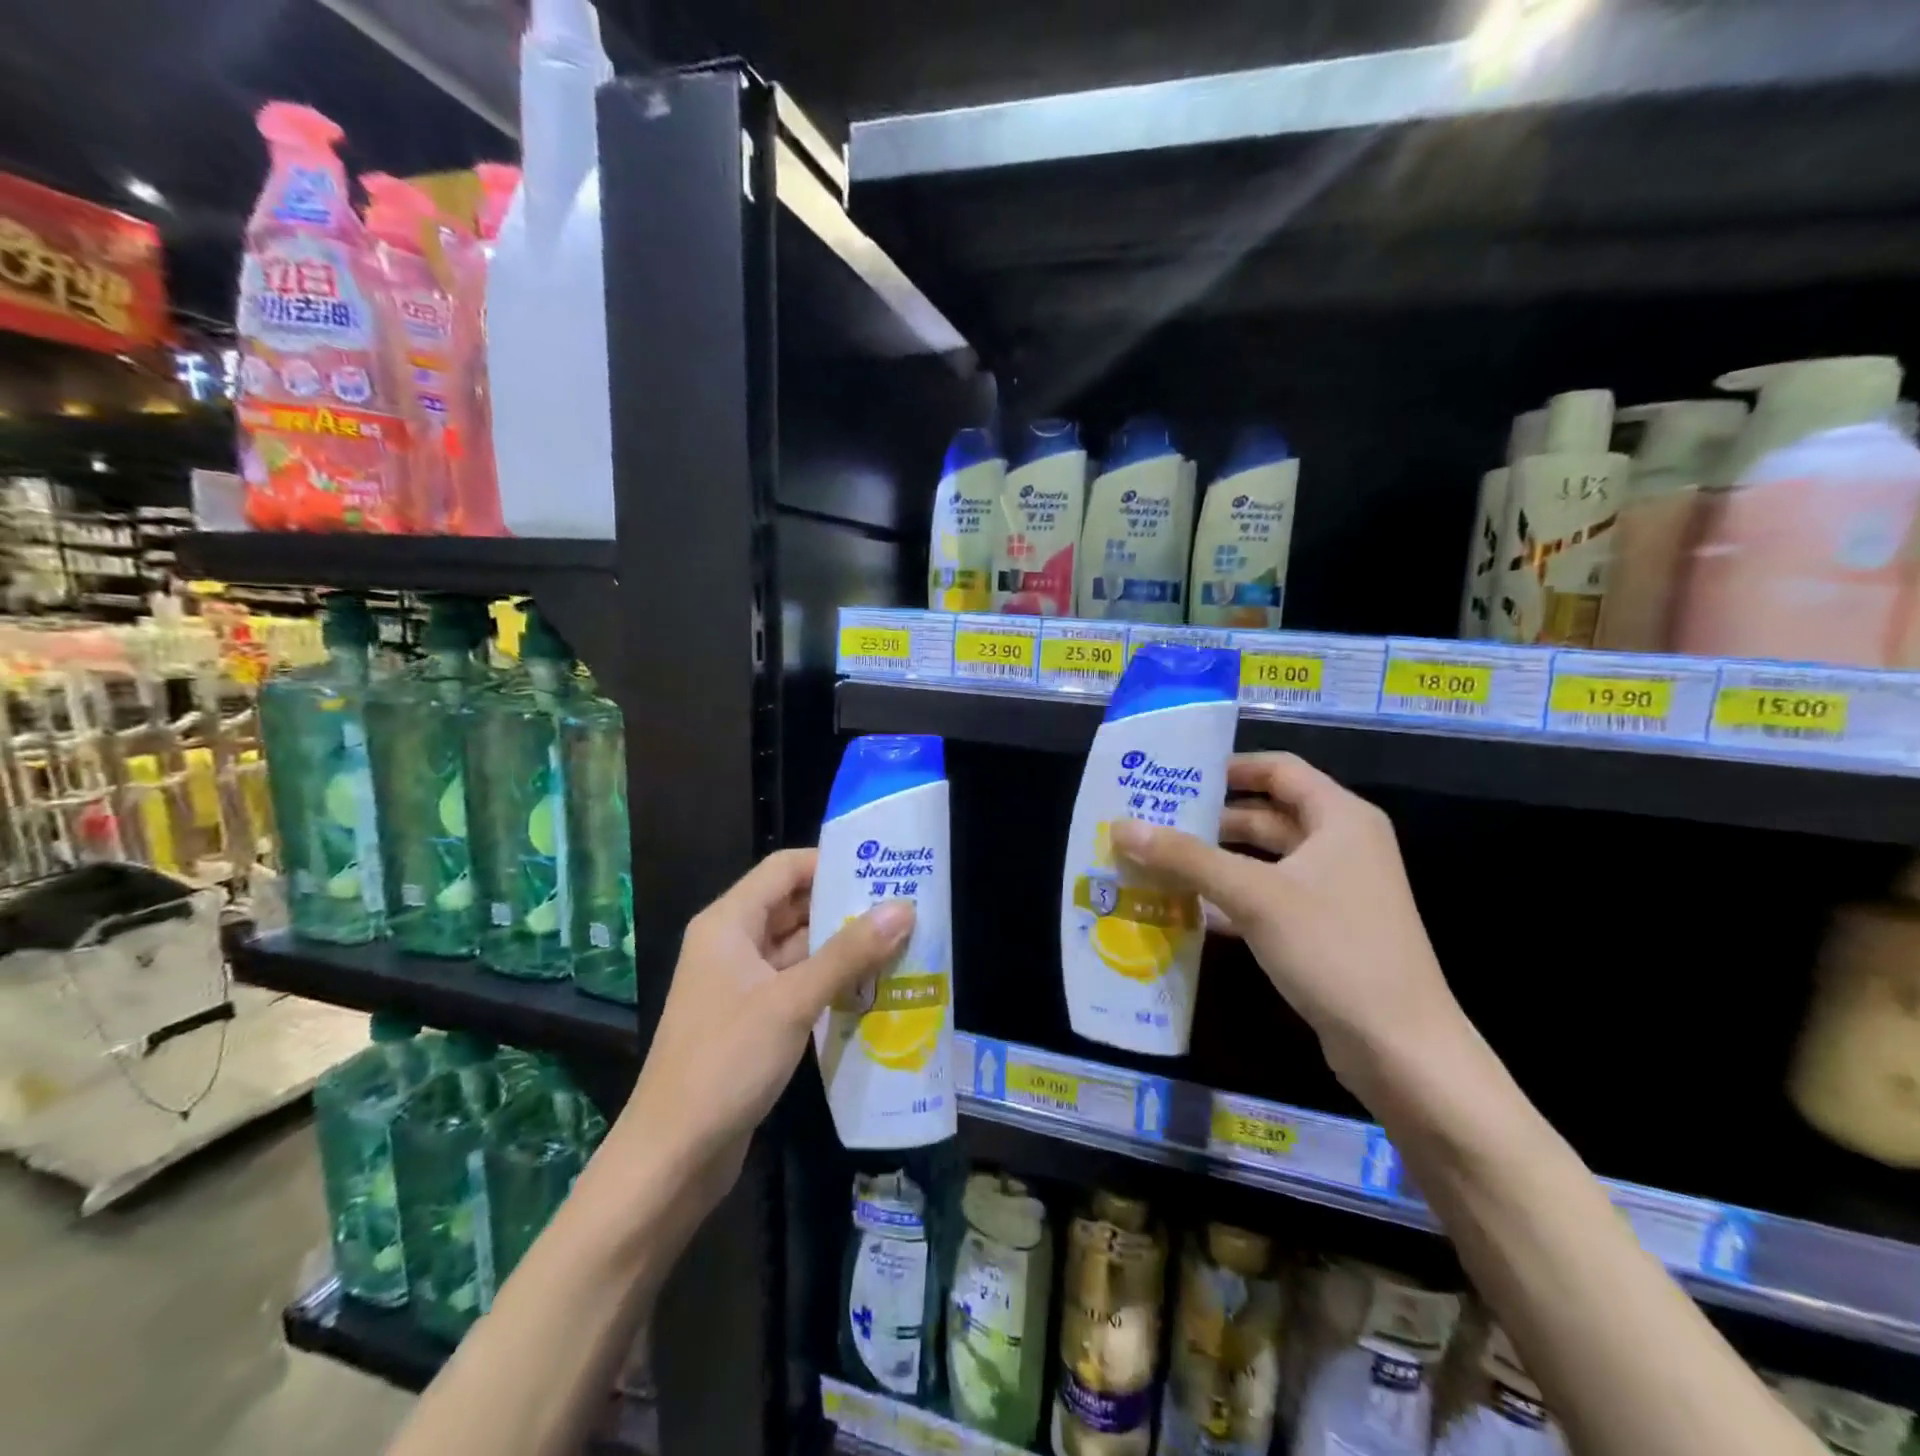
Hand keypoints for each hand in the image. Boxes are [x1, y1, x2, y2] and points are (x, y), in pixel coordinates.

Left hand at [614, 849, 913, 1209]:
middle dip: (845, 905)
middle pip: (793, 905)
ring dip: (843, 946)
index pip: (784, 869)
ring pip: (798, 947)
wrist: (672, 1157)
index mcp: (728, 923)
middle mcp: (732, 944)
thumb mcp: (792, 1001)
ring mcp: (741, 984)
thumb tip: (903, 908)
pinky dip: (831, 981)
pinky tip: (873, 987)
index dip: (830, 862)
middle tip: (903, 906)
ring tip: (901, 942)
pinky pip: (797, 984)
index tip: (882, 869)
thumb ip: (848, 953)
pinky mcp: (752, 1019)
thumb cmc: (725, 1063)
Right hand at [1110, 753, 1464, 1093]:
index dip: (1229, 767)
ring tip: (1158, 860)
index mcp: (1340, 818)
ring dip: (1216, 860)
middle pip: (1267, 814)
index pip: (1279, 769)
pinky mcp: (1325, 928)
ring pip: (1265, 859)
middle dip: (1211, 818)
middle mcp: (1342, 844)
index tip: (1177, 776)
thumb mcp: (1253, 895)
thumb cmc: (1333, 949)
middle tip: (1153, 820)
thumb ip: (1186, 858)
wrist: (1401, 1048)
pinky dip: (1231, 896)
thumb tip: (1121, 827)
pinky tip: (1186, 908)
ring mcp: (1336, 889)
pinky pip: (1269, 896)